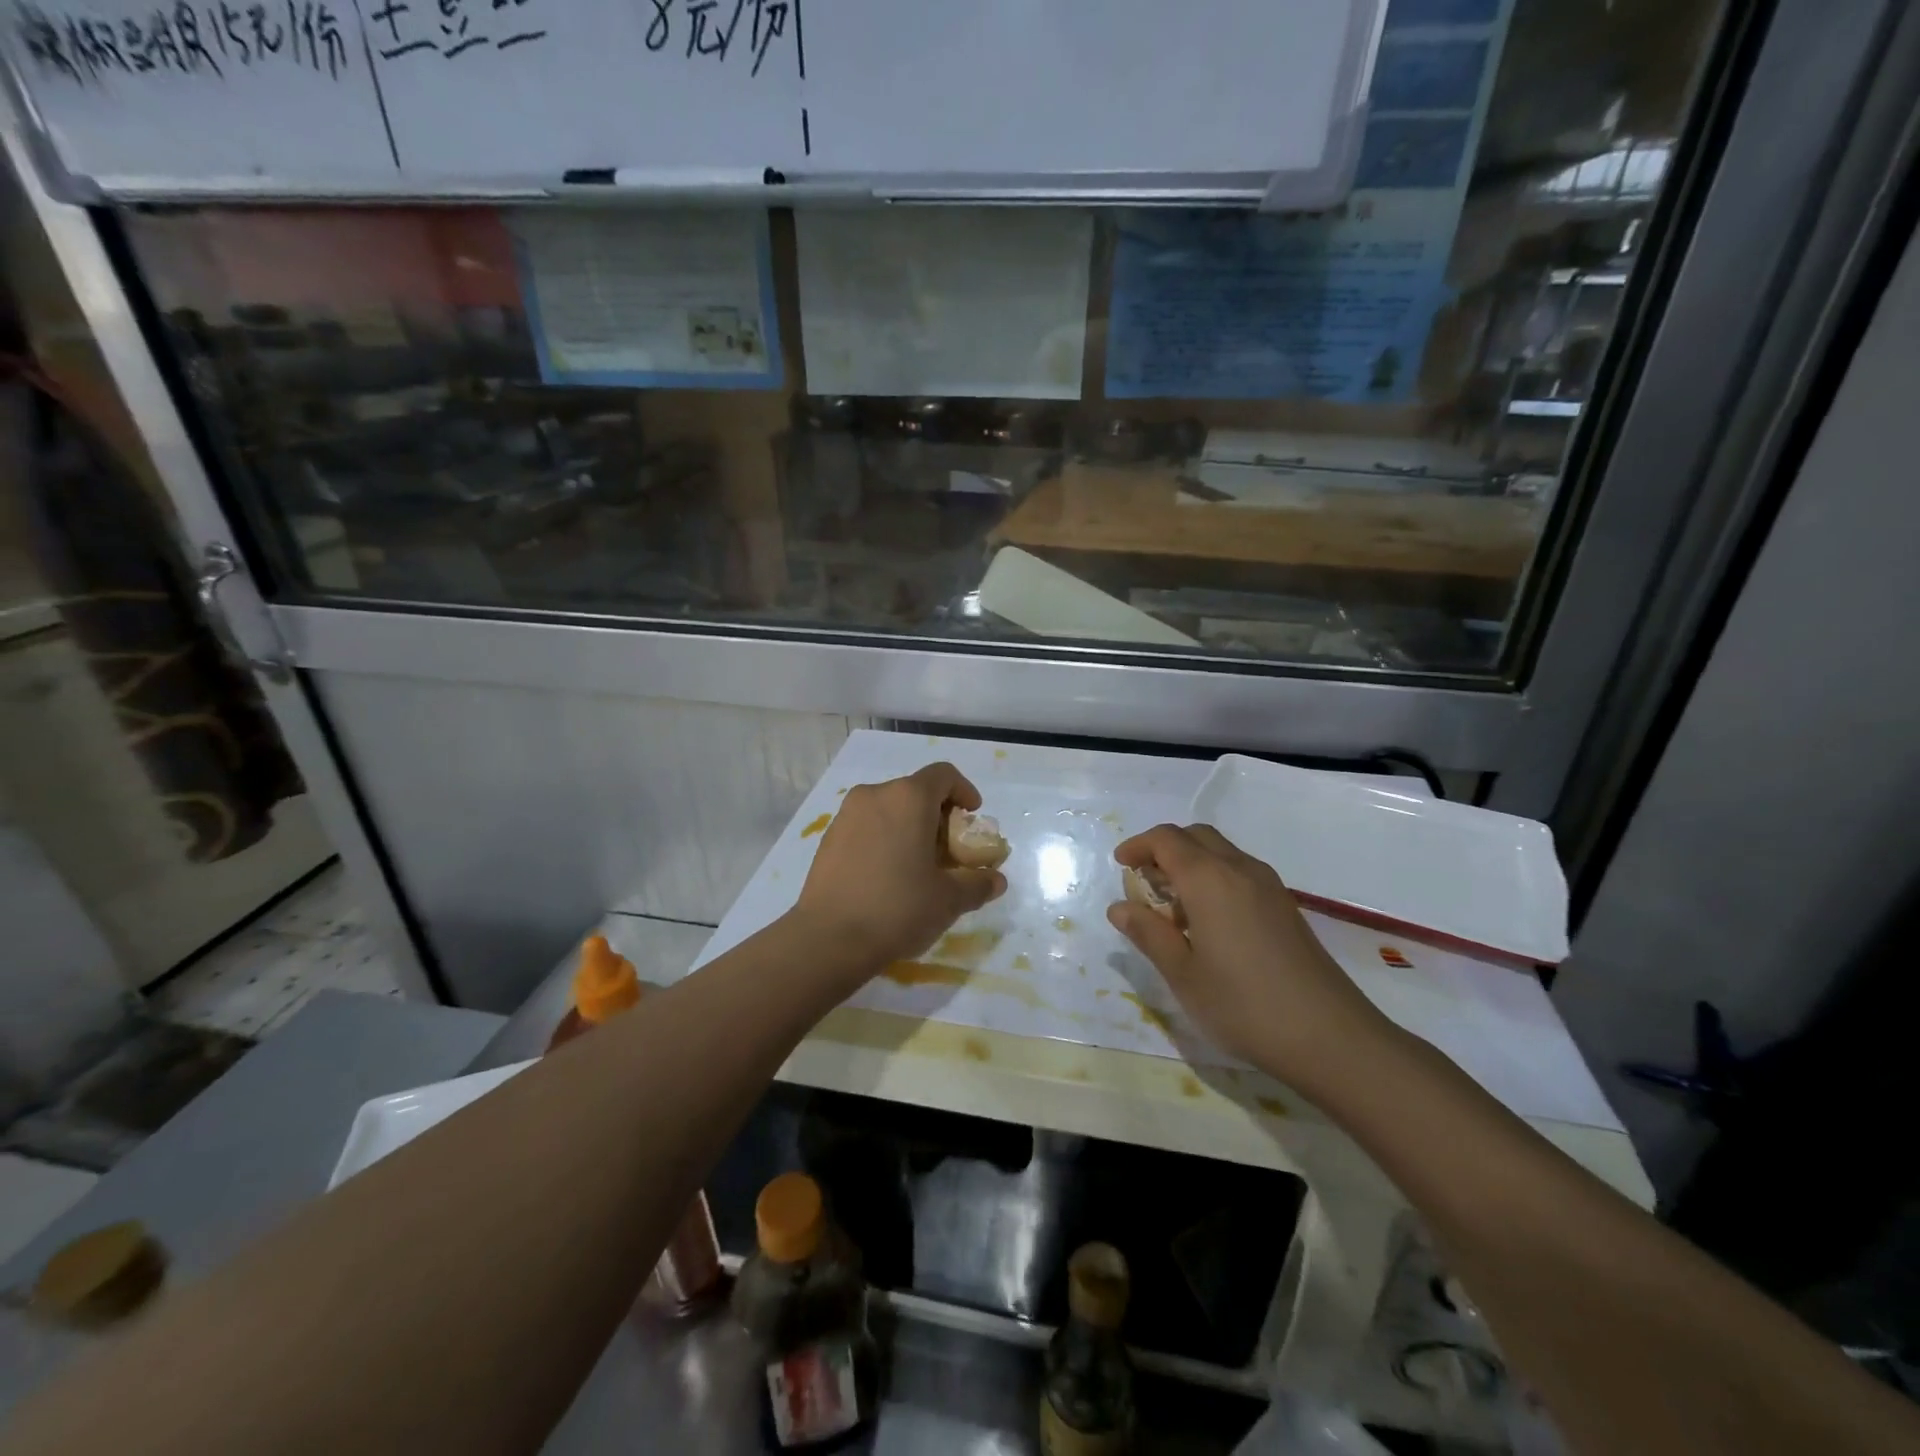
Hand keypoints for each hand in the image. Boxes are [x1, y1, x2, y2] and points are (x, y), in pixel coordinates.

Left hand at [791, 763, 1006, 975]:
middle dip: (937, 815)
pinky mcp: (828, 837)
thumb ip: (977, 884)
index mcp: (908, 798)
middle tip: (949, 850)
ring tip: (918, 865)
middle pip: (915, 791)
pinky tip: (887, 875)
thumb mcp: (949, 900)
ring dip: (909, 826)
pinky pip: (866, 826)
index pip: (943, 775)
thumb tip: (996, 880)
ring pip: (888, 808)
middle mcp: (875, 795)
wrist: (829, 938)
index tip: (972, 816)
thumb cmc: (898, 908)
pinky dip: (884, 838)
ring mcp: (847, 815)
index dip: (964, 791)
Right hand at [1107, 824, 1393, 1091]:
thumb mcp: (1182, 974)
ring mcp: (1269, 886)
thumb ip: (1148, 934)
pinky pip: (1240, 872)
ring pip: (1221, 851)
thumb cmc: (1243, 1005)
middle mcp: (1240, 870)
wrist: (1330, 1037)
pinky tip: (1209, 921)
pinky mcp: (1286, 906)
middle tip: (1143, 881)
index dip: (1138, 846)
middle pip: (1196, 836)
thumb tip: (1120, 907)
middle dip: (1164, 848)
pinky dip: (1214, 877)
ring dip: (1190, 862)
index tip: (1120, 866)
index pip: (1166, 839)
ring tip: (1172, 905)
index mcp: (1209, 879)